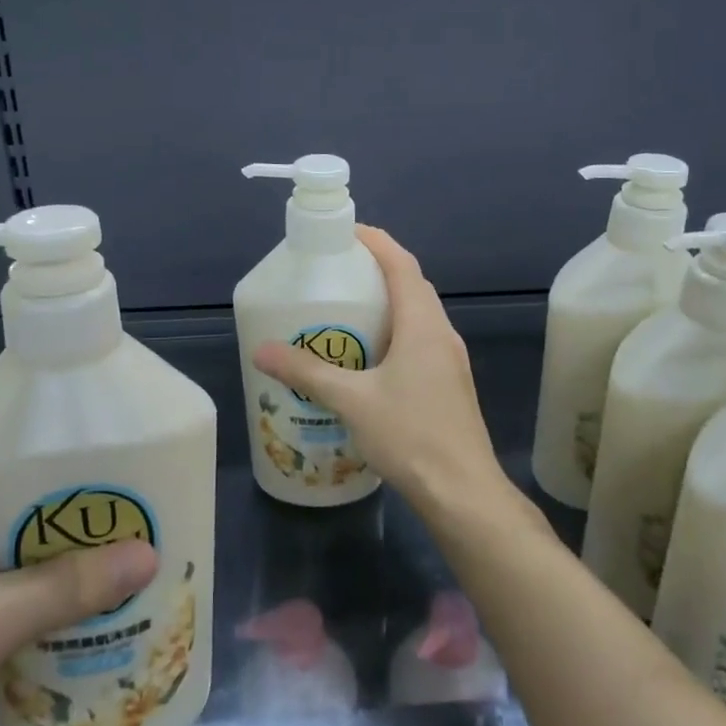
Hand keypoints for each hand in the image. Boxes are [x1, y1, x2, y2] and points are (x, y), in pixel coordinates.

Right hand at [252, 226, 516, 521]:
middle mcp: (442, 334)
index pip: (402, 265)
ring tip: (349, 310)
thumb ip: (307, 373)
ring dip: (388, 303)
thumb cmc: (411, 436)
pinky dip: (396, 332)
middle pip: (412, 286)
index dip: (377, 242)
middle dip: (379, 270)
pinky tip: (369, 358)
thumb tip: (261, 350)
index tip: (347, 232)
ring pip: (418, 316)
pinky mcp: (449, 384)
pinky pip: (421, 341)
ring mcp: (450, 361)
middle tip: (339, 272)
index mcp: (423, 326)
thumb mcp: (352, 401)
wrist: (463, 493)